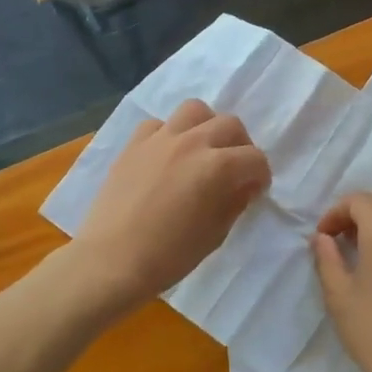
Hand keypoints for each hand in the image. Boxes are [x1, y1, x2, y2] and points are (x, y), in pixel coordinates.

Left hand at [73, 99, 270, 309]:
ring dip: (207, 126)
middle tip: (234, 169)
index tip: (255, 190)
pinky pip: (158, 124)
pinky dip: (169, 134)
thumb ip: (235, 202)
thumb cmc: (169, 256)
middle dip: (241, 146)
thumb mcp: (215, 234)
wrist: (111, 261)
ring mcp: (160, 139)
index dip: (261, 175)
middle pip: (230, 124)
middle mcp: (192, 143)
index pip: (255, 158)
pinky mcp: (134, 144)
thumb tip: (245, 186)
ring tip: (203, 149)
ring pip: (195, 110)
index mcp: (217, 167)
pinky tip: (167, 155)